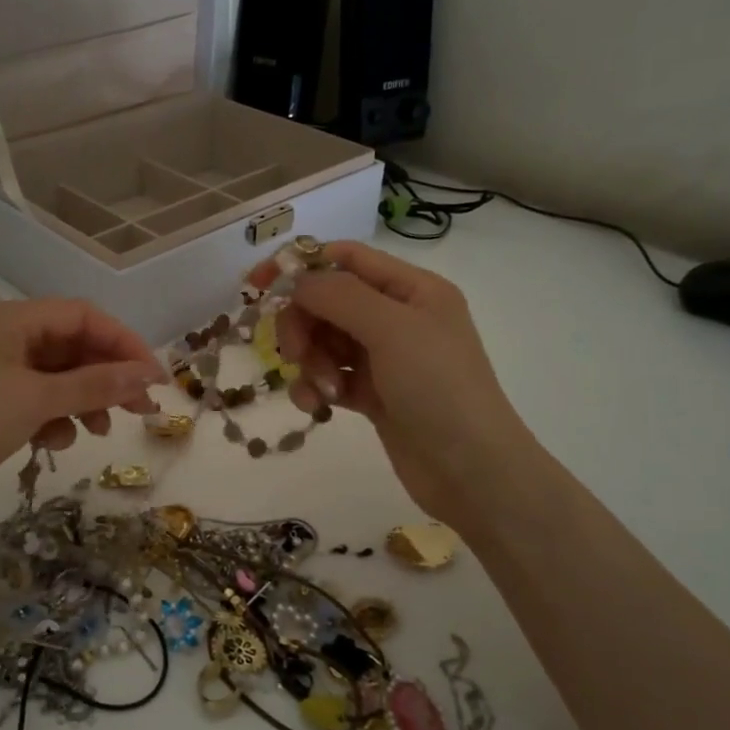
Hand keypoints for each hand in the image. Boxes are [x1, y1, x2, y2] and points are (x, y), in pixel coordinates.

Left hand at [0, 298, 165, 534]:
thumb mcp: (36, 399)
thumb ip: (95, 384)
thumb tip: (148, 373)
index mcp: (10, 319)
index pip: (82, 316)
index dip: (123, 343)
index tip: (154, 377)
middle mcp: (1, 338)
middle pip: (71, 346)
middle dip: (106, 376)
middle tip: (140, 409)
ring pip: (56, 377)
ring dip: (83, 401)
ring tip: (99, 431)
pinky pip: (35, 401)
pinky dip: (54, 418)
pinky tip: (55, 442)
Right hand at [274, 241, 537, 532]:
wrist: (471, 470)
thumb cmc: (438, 387)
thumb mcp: (392, 329)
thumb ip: (339, 296)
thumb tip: (296, 280)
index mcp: (412, 289)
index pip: (346, 259)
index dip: (300, 265)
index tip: (258, 286)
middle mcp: (398, 318)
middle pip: (328, 302)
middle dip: (304, 325)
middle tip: (295, 354)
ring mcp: (386, 358)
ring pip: (325, 342)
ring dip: (312, 362)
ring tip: (323, 391)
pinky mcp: (374, 395)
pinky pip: (331, 376)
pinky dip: (318, 387)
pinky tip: (319, 406)